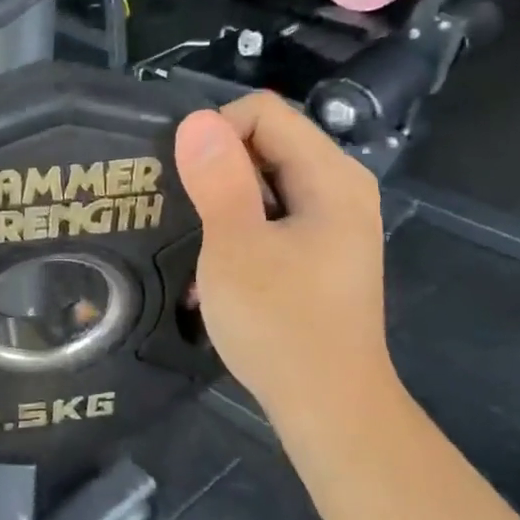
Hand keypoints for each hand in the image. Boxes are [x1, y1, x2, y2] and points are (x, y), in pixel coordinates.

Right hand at [174, 92, 394, 428]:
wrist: (328, 406)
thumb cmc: (281, 324)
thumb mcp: (236, 247)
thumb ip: (218, 179)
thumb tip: (196, 119)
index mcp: (330, 176)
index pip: (263, 112)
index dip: (215, 134)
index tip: (186, 182)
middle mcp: (339, 187)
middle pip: (266, 141)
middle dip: (216, 166)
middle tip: (180, 209)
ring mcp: (332, 220)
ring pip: (264, 179)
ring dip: (222, 199)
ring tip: (192, 237)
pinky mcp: (319, 249)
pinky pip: (271, 212)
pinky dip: (238, 225)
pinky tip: (215, 262)